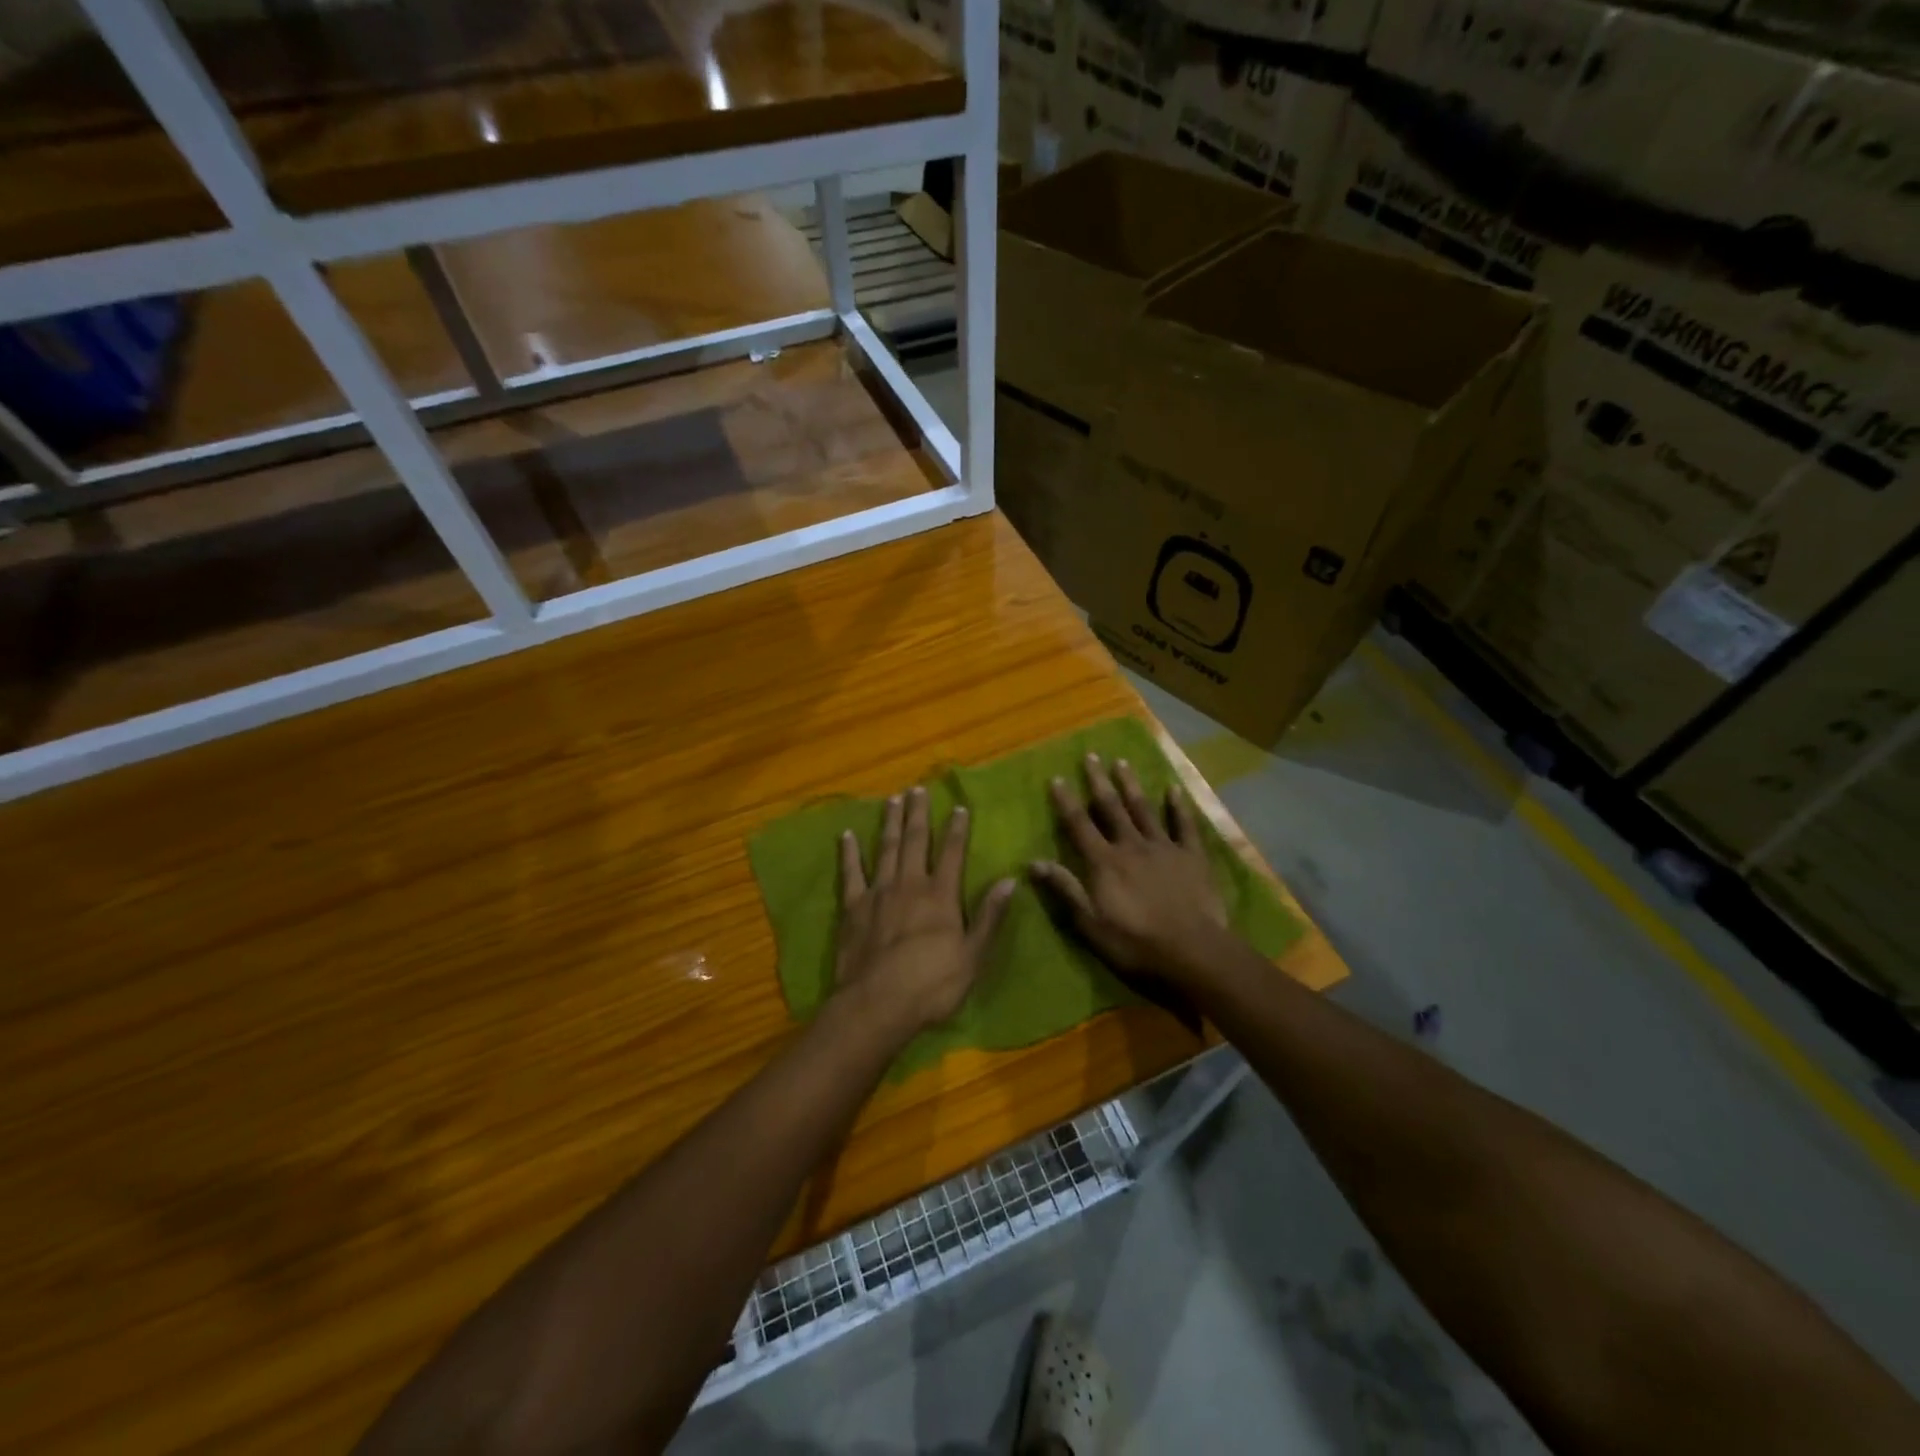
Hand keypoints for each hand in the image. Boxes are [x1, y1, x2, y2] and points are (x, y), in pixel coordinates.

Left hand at [835, 786, 1015, 1040]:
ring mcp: (878, 893)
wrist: (877, 1004)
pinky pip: (851, 873)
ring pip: (886, 848)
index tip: (959, 807)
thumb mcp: (973, 956)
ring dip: (890, 823)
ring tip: (892, 799)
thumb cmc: (931, 986)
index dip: (957, 829)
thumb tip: (1009, 880)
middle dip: (919, 814)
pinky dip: (849, 853)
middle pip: (916, 841)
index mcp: (941, 896)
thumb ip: (990, 916)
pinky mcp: (853, 907)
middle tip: (917, 788)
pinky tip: (846, 835)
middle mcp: (910, 884)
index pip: (953, 853)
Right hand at [1031, 753, 1228, 980]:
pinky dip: (1178, 806)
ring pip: (1144, 809)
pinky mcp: (1192, 856)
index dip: (1067, 801)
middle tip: (1091, 755)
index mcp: (1104, 862)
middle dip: (1099, 781)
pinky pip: (1184, 825)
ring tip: (1122, 762)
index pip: (1079, 825)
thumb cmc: (1135, 942)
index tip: (1057, 778)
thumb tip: (1033, 862)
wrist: (1192, 952)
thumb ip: (1065, 889)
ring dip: (1131, 785)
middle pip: (1111, 808)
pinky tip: (1173, 789)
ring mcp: (1164, 848)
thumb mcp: (1090, 923)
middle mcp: (1131, 846)